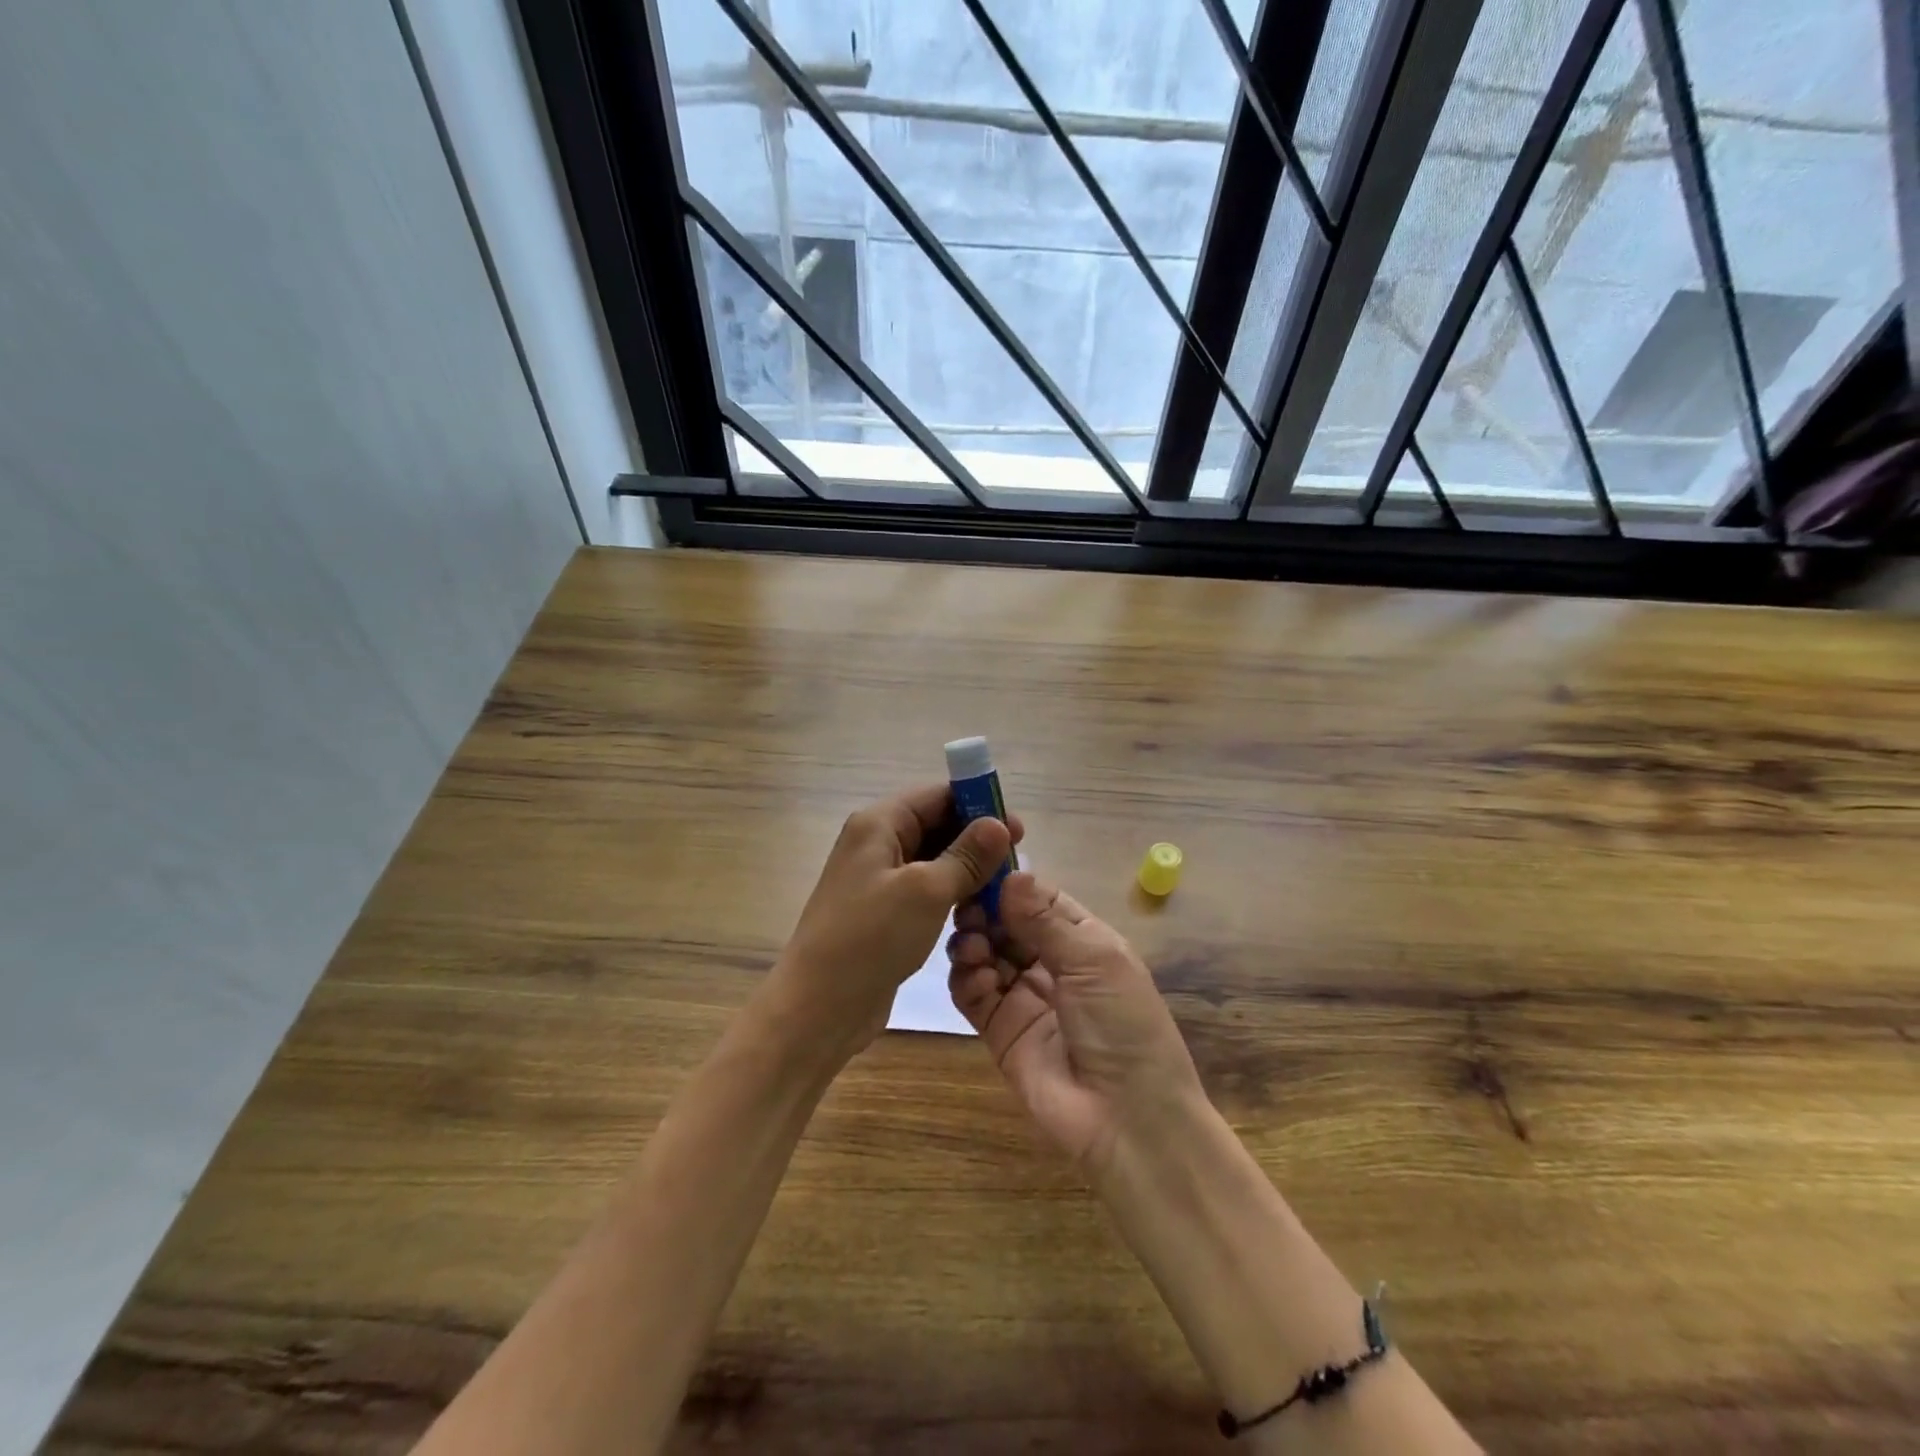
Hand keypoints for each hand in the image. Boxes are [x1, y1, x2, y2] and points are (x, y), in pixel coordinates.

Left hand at [767, 784, 1022, 1064]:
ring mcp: (879, 880)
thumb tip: (998, 824)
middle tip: (1018, 859)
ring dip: (968, 869)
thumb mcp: (926, 891)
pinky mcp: (884, 913)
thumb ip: (966, 856)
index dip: (978, 804)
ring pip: (933, 860)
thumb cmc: (871, 937)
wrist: (819, 1007)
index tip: (1017, 826)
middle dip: (976, 839)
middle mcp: (876, 844)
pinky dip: (952, 894)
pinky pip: (925, 891)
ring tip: (1005, 886)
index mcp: (879, 824)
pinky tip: (978, 910)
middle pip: (935, 825)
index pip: (936, 796)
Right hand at [947, 871, 1203, 1175]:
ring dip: (973, 942)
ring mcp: (1023, 997)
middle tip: (967, 910)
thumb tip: (1010, 875)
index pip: (1039, 899)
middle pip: (1005, 923)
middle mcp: (1051, 963)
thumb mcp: (1094, 961)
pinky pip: (972, 994)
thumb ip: (1046, 920)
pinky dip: (967, 979)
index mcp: (1082, 940)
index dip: (1010, 885)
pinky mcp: (999, 1030)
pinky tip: (976, 977)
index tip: (978, 867)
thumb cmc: (1123, 1024)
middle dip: (984, 912)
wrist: (1127, 1119)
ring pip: (984, 954)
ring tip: (973, 948)